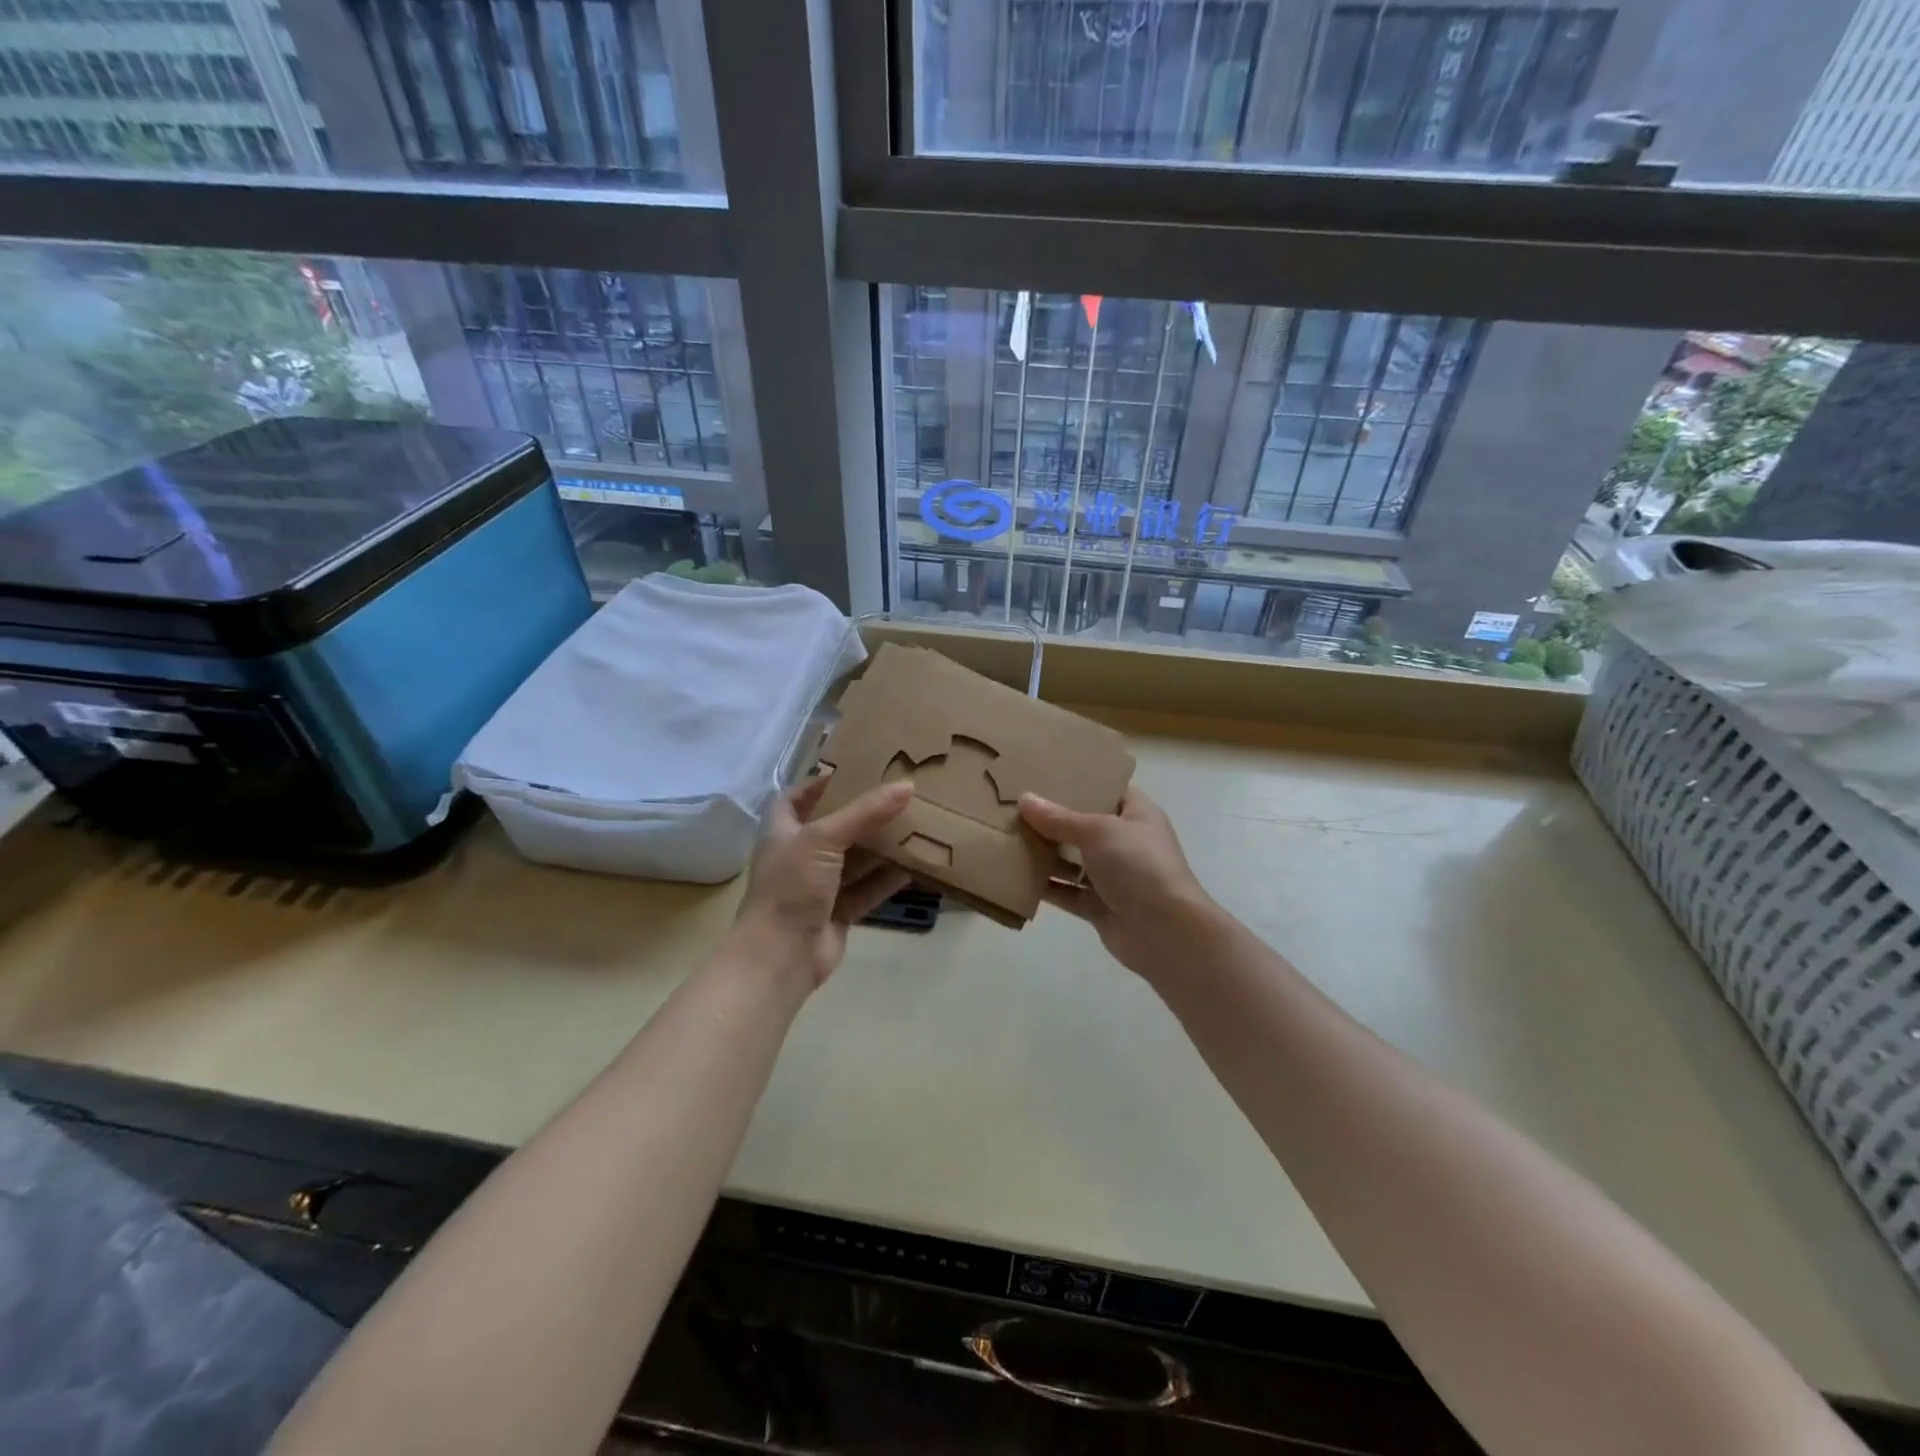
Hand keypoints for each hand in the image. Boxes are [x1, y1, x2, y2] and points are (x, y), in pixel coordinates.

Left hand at [732, 775, 913, 990]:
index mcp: (784, 831)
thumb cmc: (792, 886)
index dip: (820, 783)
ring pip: (855, 859)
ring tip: (915, 824)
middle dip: (864, 814)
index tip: (855, 770)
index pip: (797, 797)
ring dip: (881, 846)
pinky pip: (867, 888)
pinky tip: (914, 865)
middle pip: (835, 827)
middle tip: (898, 795)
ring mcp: (820, 886)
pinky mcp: (839, 912)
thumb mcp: (824, 839)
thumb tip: (907, 785)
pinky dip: (888, 878)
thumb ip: (865, 812)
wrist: (780, 957)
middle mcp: (800, 856)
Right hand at [1018, 786, 1223, 980]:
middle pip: (1084, 825)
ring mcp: (1114, 876)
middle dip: (1053, 819)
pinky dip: (1046, 886)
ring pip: (1073, 860)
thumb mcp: (1098, 831)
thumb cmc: (1138, 865)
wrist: (1165, 932)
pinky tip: (1016, 876)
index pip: (1107, 789)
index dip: (1080, 782)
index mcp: (1136, 814)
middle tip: (1015, 805)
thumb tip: (1024, 799)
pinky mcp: (1100, 906)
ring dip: (1045, 853)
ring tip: (1008, 837)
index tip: (1045, 775)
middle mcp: (1126, 842)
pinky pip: (1067, 892)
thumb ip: (1059, 818)